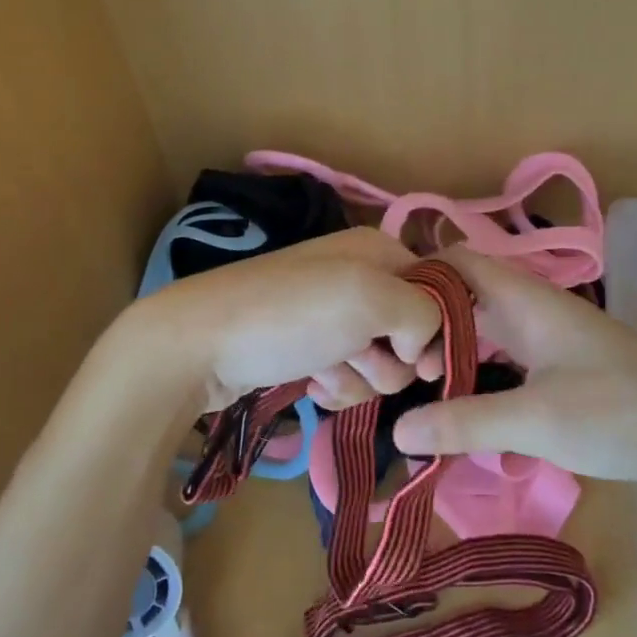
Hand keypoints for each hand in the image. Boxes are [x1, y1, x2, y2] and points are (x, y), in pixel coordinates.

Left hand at [130, 228, 443, 411]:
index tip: (418, 358)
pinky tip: (311, 383)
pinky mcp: (307, 348)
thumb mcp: (369, 298)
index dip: (437, 327)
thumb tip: (422, 344)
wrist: (198, 345)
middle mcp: (357, 278)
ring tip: (324, 371)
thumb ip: (423, 313)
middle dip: (390, 358)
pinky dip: (335, 385)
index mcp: (377, 251)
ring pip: (380, 362)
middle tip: (358, 356)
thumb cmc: (289, 314)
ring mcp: (329, 315)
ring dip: (360, 376)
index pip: (438, 289)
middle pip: (410, 332)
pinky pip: (347, 376)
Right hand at [390, 246, 636, 501]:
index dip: (418, 277)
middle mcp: (533, 310)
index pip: (458, 262)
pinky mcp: (563, 368)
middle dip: (428, 327)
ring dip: (453, 356)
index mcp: (524, 300)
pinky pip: (506, 361)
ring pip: (486, 333)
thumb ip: (465, 423)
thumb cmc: (619, 411)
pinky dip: (480, 378)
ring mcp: (550, 340)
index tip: (384, 317)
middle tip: (393, 367)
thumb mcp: (536, 420)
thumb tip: (398, 429)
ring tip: (417, 391)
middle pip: (466, 300)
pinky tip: (464, 413)